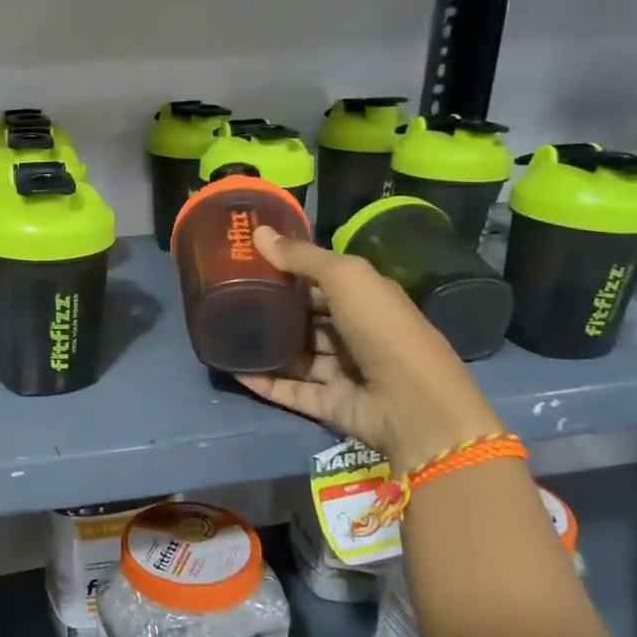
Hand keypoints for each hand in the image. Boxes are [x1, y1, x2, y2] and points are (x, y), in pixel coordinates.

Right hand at [240, 226, 502, 472]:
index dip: (288, 271)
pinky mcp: (328, 404)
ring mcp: (341, 372)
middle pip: (305, 319)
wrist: (413, 405)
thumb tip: (258, 231)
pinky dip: (263, 382)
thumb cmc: (383, 329)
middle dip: (272, 309)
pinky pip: (289, 391)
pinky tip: (232, 370)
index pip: (321, 282)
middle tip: (227, 296)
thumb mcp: (346, 278)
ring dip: (264, 347)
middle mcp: (354, 333)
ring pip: (295, 356)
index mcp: (365, 299)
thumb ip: (302, 257)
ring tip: (223, 333)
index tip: (247, 262)